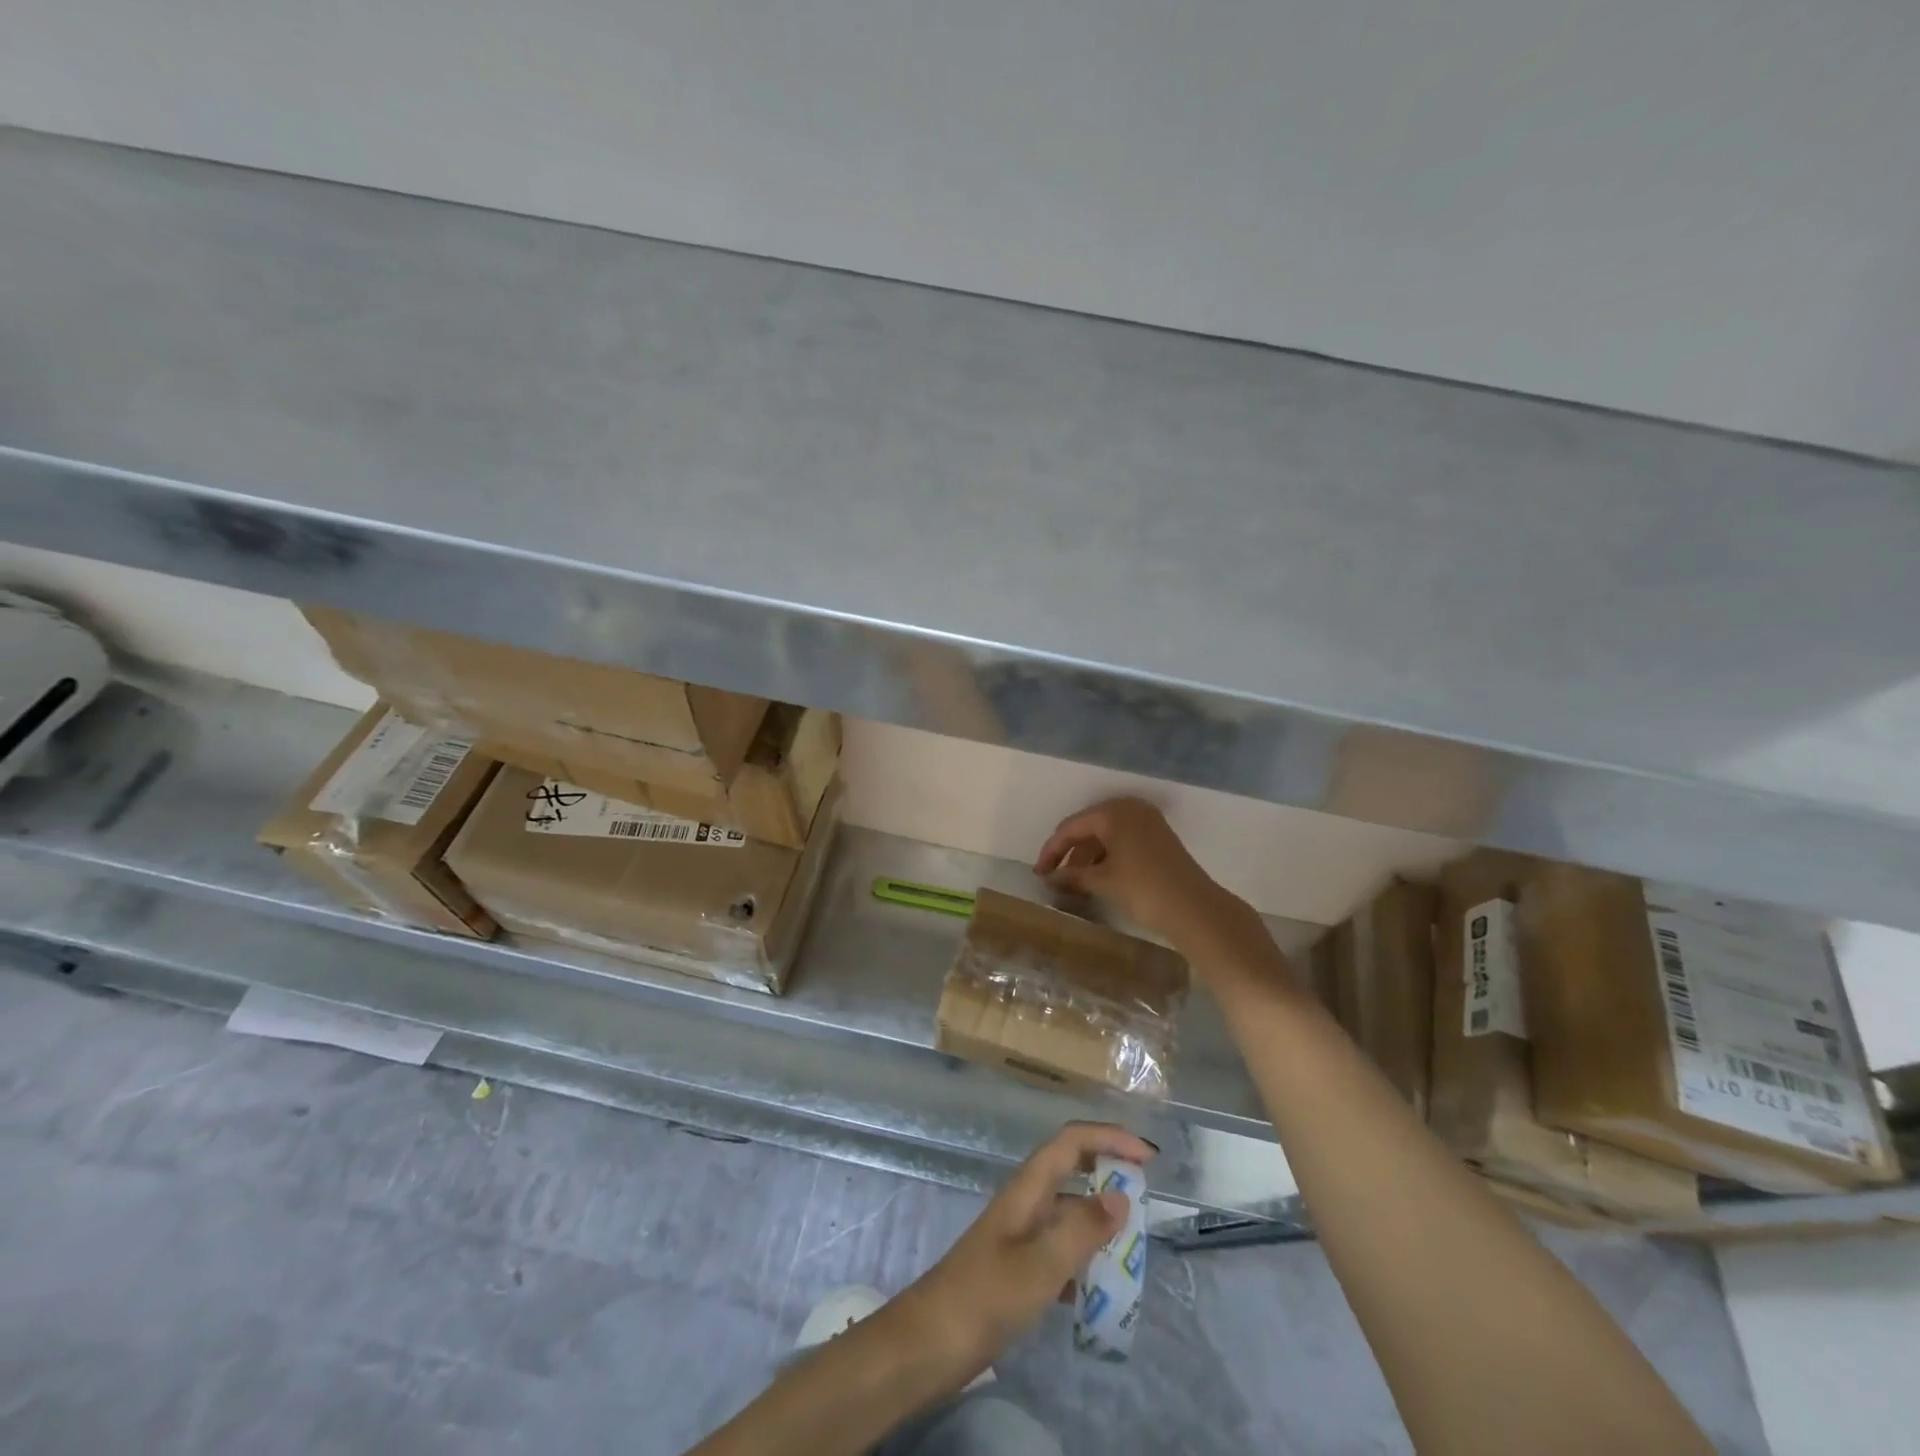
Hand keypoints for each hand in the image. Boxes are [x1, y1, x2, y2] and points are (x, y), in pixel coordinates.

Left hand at [898, 1122, 1154, 1382]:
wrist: (932, 1341)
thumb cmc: (986, 1295)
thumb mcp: (1041, 1265)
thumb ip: (1082, 1230)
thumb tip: (1121, 1195)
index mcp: (1028, 1187)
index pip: (1071, 1141)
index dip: (1109, 1138)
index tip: (1148, 1157)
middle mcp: (1025, 1200)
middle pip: (1070, 1166)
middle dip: (1107, 1170)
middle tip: (1144, 1196)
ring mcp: (1020, 1233)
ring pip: (1068, 1210)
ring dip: (1098, 1219)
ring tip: (1131, 1248)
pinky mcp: (1017, 1266)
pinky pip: (1060, 1248)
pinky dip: (1083, 1258)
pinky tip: (1098, 1290)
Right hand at [1035, 797, 1237, 947]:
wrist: (1195, 909)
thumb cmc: (1143, 888)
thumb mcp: (1102, 881)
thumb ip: (1072, 876)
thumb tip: (1049, 879)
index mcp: (1113, 811)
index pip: (1071, 827)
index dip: (1051, 851)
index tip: (1039, 874)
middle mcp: (1130, 809)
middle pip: (1088, 828)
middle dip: (1069, 853)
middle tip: (1054, 878)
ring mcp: (1147, 822)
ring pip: (1105, 836)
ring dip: (1087, 858)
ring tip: (1073, 884)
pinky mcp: (1158, 838)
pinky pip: (1122, 841)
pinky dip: (1106, 858)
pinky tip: (1096, 878)